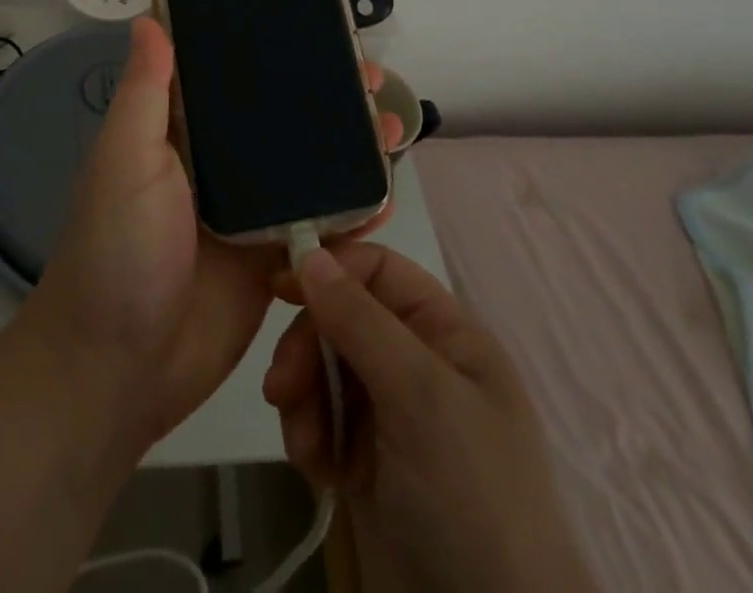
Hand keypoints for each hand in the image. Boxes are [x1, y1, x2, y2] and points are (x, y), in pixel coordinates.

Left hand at [28, 17, 398, 448]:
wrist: (119, 370)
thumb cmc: (116, 250)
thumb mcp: (124, 159)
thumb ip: (145, 92)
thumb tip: (148, 16)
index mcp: (179, 132)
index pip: (231, 78)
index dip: (270, 51)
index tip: (314, 28)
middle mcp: (217, 165)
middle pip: (279, 120)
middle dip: (324, 97)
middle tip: (371, 78)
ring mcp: (248, 214)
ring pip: (306, 168)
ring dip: (347, 148)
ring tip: (392, 125)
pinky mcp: (271, 260)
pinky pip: (319, 226)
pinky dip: (353, 211)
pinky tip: (385, 196)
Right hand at [263, 243, 595, 592]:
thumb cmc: (471, 499)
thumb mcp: (421, 397)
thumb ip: (361, 320)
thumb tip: (310, 253)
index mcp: (446, 334)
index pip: (379, 270)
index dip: (332, 269)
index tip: (280, 286)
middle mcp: (419, 364)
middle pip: (343, 317)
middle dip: (308, 345)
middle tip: (281, 385)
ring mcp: (394, 417)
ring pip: (326, 369)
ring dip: (303, 396)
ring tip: (301, 441)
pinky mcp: (369, 464)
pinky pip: (323, 421)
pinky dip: (310, 435)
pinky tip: (314, 469)